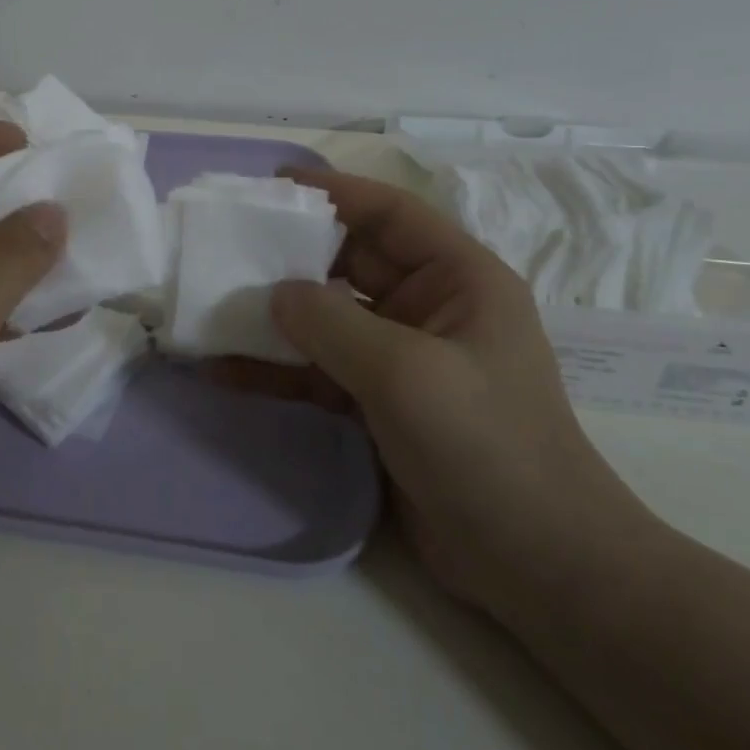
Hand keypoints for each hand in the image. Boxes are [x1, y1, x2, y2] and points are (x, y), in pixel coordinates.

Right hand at [248, 169, 655, 623]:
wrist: (535, 564)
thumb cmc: (486, 445)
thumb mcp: (406, 372)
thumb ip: (331, 323)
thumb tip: (274, 294)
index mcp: (458, 279)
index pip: (390, 214)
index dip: (334, 192)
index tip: (272, 185)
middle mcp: (428, 308)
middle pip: (349, 262)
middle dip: (291, 254)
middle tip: (227, 244)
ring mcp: (400, 358)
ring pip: (326, 318)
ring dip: (275, 315)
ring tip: (214, 304)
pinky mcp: (376, 403)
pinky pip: (317, 370)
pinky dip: (276, 368)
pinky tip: (224, 369)